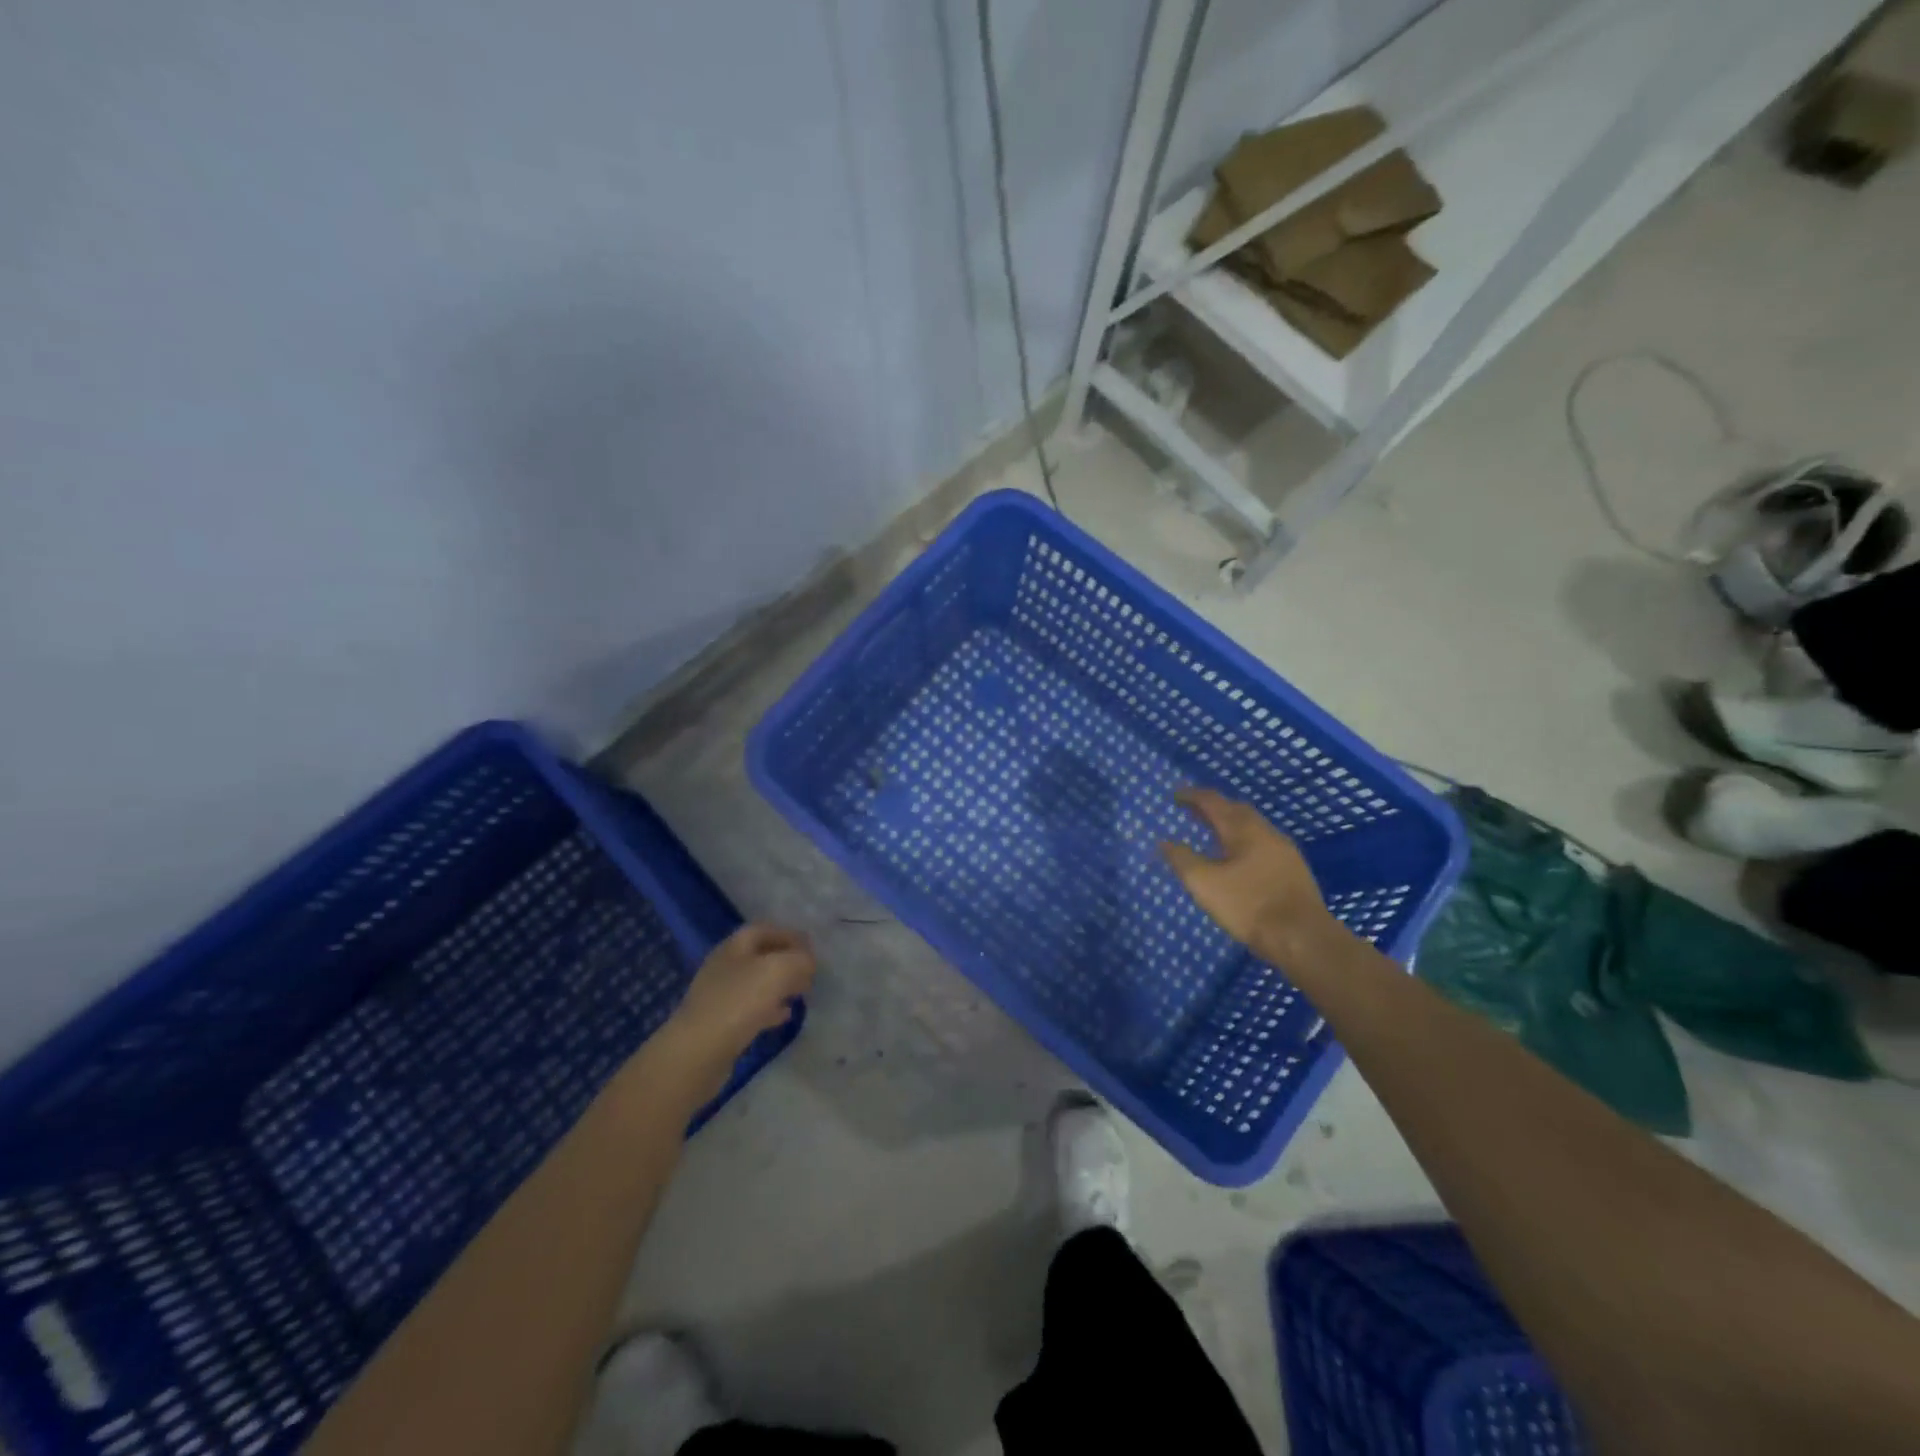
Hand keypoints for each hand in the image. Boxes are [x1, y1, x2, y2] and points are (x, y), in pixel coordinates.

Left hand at [648, 924, 815, 1106]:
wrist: (698, 1052)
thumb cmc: (739, 1001)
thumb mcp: (780, 969)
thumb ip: (800, 959)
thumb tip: (807, 963)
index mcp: (735, 946)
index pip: (765, 929)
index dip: (790, 935)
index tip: (813, 949)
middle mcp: (725, 966)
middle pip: (761, 956)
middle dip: (787, 961)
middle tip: (810, 974)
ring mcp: (720, 996)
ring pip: (757, 983)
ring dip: (780, 986)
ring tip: (802, 994)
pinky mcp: (719, 1023)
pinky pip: (750, 1009)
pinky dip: (770, 1009)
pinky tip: (784, 1017)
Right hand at [1160, 788, 1337, 960]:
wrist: (1303, 938)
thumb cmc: (1249, 905)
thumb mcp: (1205, 884)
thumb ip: (1183, 860)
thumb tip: (1165, 842)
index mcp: (1243, 830)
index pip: (1214, 802)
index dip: (1193, 796)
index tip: (1176, 795)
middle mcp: (1266, 833)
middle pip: (1237, 810)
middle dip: (1214, 807)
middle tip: (1193, 811)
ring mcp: (1285, 851)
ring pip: (1253, 827)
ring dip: (1231, 824)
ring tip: (1213, 833)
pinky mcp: (1294, 871)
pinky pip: (1263, 844)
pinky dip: (1244, 842)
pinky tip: (1239, 859)